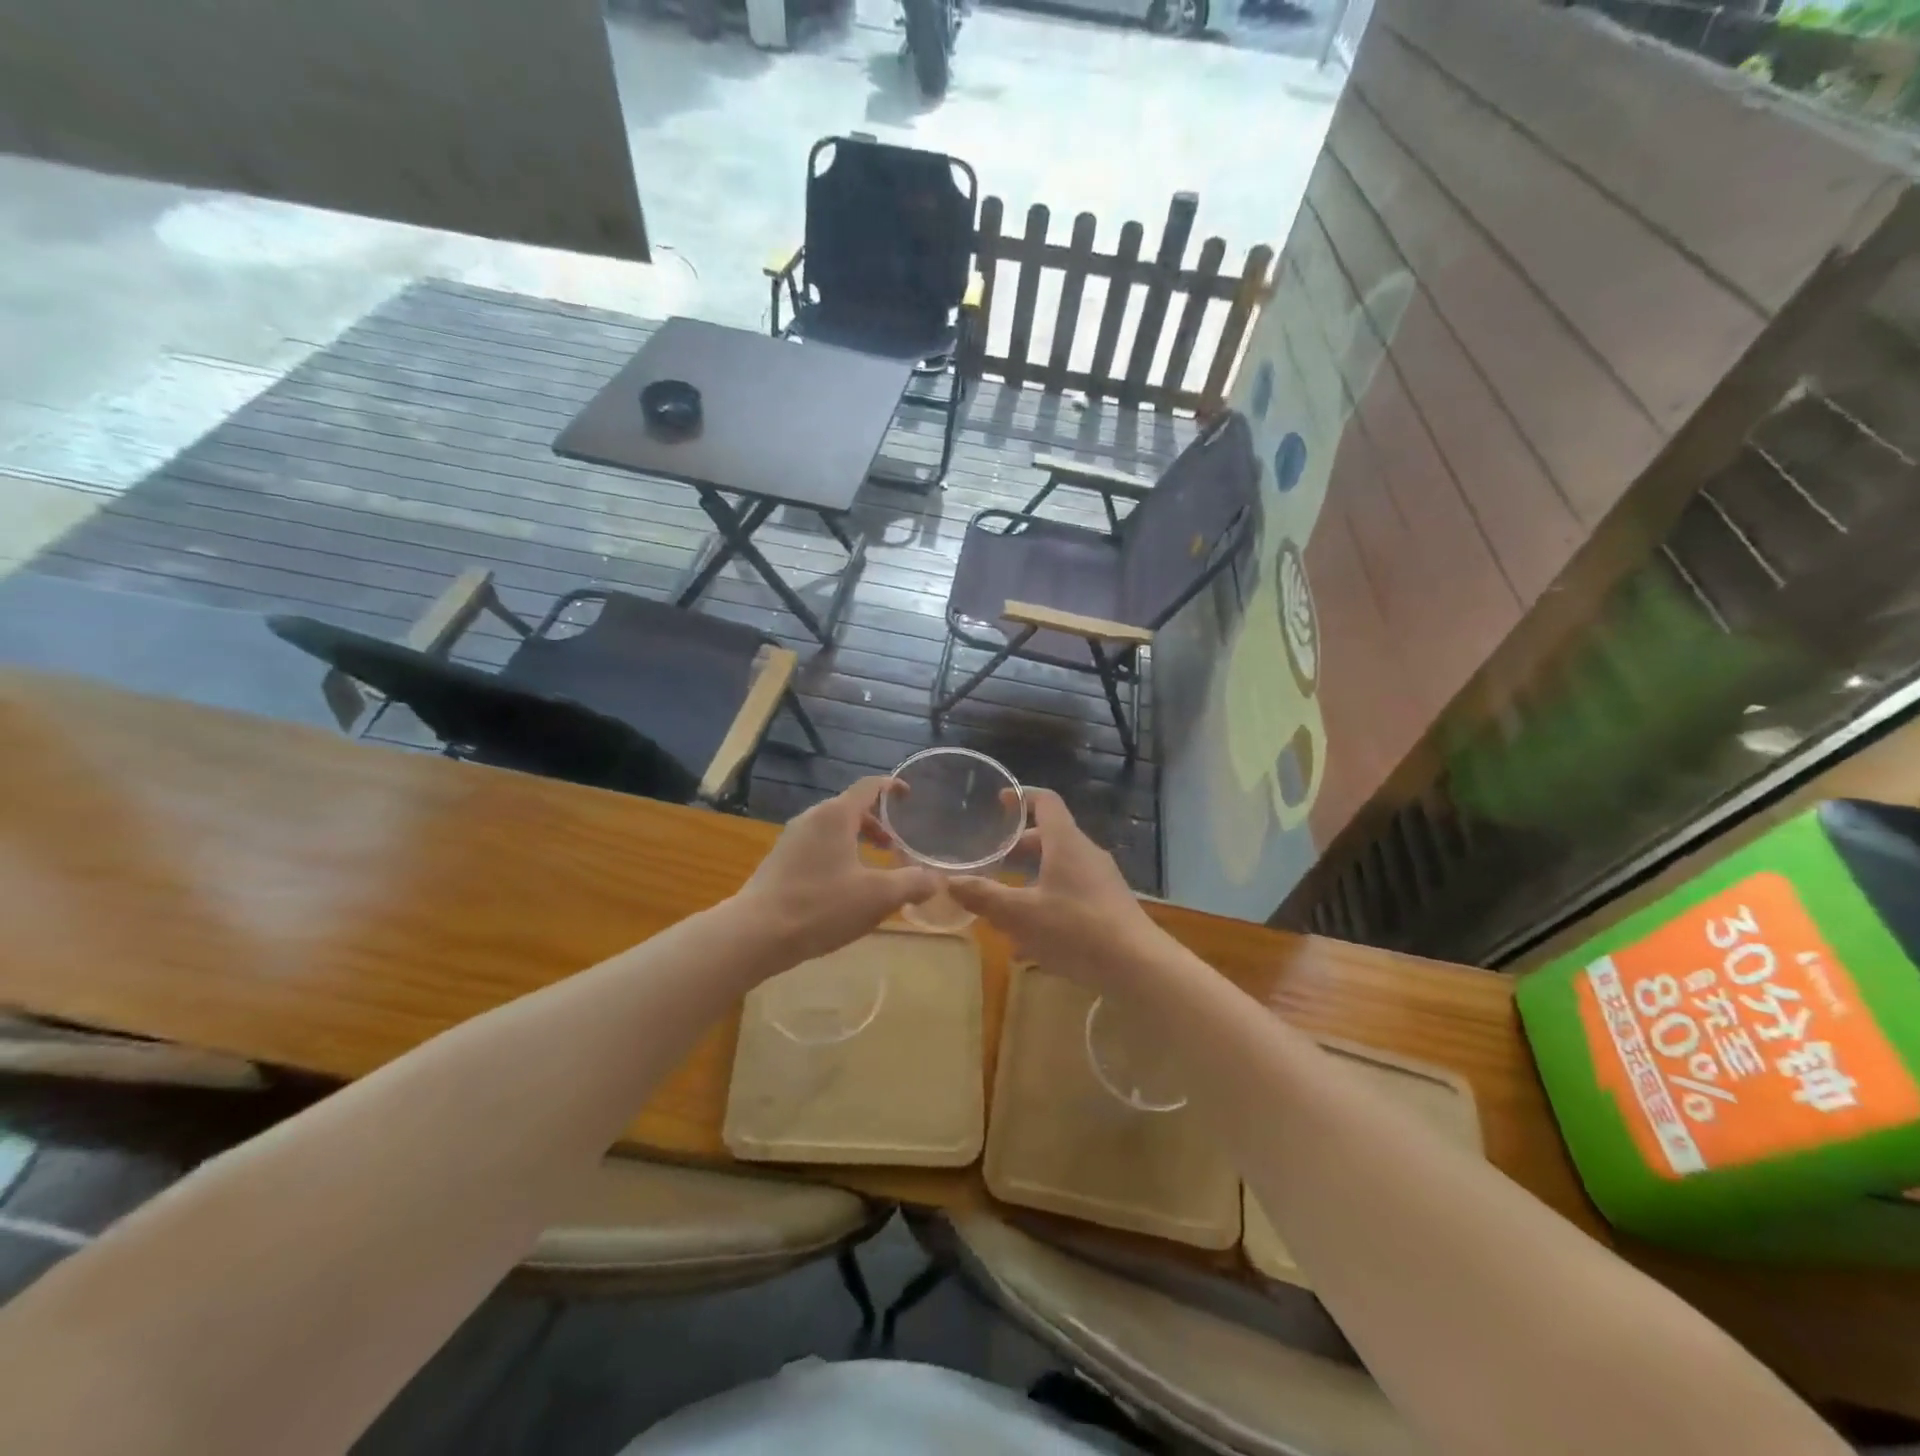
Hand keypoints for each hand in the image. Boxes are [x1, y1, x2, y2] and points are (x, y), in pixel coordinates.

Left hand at [735, 777, 937, 963]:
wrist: (755, 933)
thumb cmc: (821, 906)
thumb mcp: (877, 897)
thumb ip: (912, 884)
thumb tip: (936, 880)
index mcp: (836, 815)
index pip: (869, 786)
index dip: (892, 787)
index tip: (909, 795)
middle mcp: (812, 818)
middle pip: (851, 808)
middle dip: (878, 823)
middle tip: (896, 846)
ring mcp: (791, 839)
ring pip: (833, 830)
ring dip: (857, 841)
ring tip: (874, 868)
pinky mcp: (780, 861)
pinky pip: (817, 847)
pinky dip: (839, 855)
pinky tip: (845, 887)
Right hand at [948, 788, 1167, 987]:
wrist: (1138, 967)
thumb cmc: (1076, 930)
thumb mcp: (1020, 915)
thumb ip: (983, 896)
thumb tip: (948, 881)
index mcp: (1066, 843)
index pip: (1045, 802)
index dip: (1021, 796)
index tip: (999, 801)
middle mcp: (1085, 854)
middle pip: (1049, 838)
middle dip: (1017, 848)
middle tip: (991, 860)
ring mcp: (1101, 881)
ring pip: (1058, 870)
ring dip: (1030, 881)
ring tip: (1003, 905)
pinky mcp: (1108, 907)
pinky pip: (1070, 895)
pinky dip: (1047, 906)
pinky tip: (1028, 945)